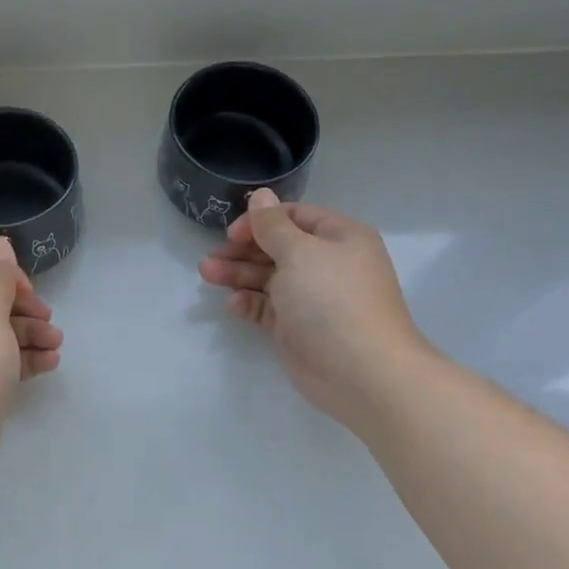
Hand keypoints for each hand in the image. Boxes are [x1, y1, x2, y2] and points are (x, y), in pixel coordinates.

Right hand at [198, 189, 426, 427]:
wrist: (362, 373)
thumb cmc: (331, 300)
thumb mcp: (299, 252)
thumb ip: (272, 225)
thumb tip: (261, 195)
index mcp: (339, 238)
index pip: (294, 216)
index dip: (261, 220)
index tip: (232, 233)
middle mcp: (328, 264)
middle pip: (278, 247)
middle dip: (243, 249)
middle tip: (212, 257)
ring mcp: (313, 298)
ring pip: (269, 277)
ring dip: (238, 274)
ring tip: (206, 274)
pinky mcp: (299, 327)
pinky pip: (269, 307)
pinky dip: (249, 302)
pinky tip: (232, 304)